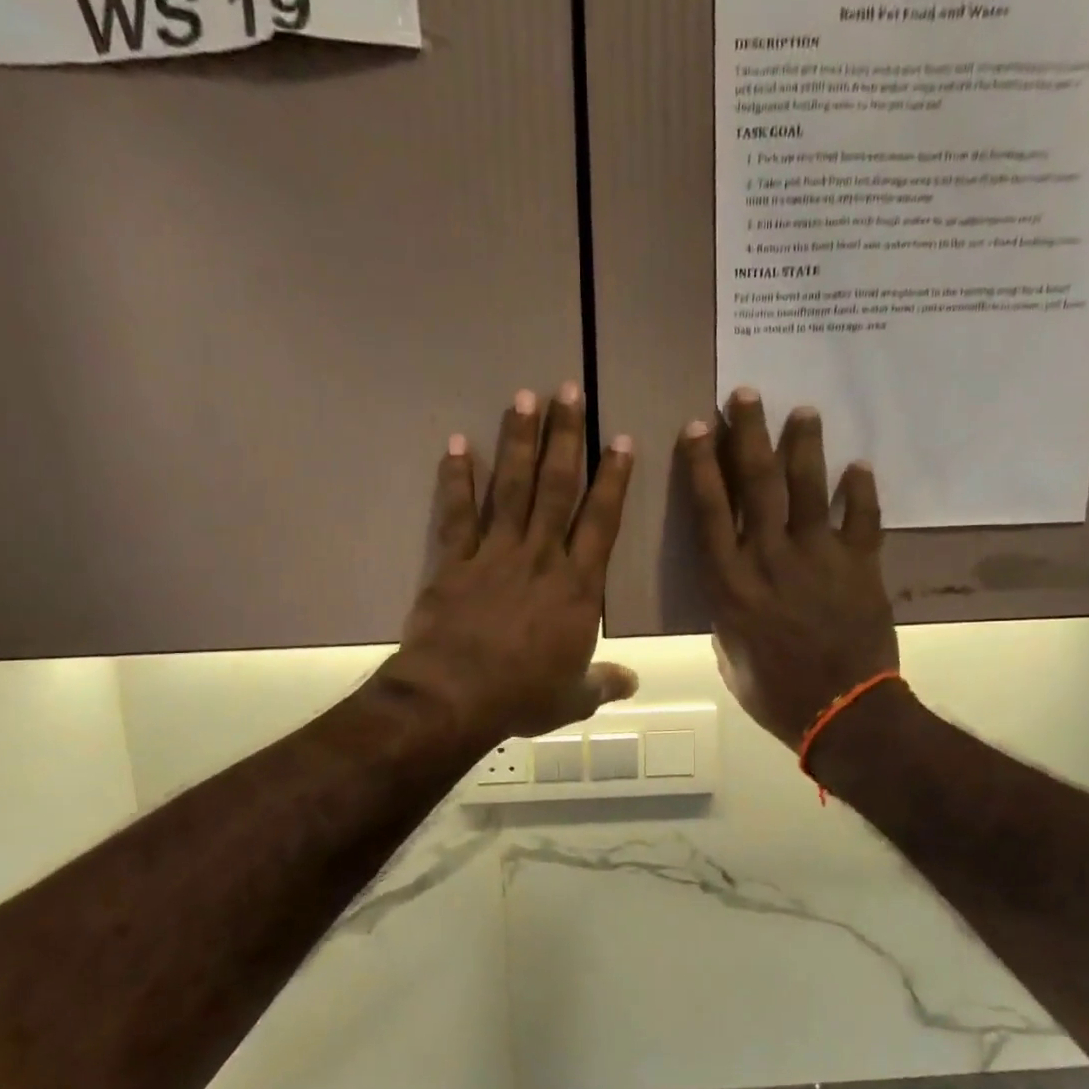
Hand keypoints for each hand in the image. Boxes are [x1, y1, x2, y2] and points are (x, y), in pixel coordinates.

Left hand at [385, 384, 637, 747]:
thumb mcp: (573, 697)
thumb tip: (633, 683)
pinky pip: (457, 513)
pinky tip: (459, 443)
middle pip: (557, 488)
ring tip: (524, 397)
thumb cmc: (523, 696)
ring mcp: (495, 554)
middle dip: (565, 437)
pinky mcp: (455, 562)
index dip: (613, 479)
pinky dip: (458, 478)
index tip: (620, 440)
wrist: (456, 696)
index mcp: (578, 588)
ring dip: (519, 442)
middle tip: (568, 391)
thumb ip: (604, 683)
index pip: (602, 521)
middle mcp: (541, 557)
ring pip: (512, 488)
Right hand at [678, 388, 898, 750]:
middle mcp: (769, 558)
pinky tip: (858, 465)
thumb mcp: (730, 654)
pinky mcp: (860, 566)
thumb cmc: (774, 693)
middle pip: (757, 484)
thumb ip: (728, 612)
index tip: (699, 426)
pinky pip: (862, 519)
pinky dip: (860, 491)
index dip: (703, 465)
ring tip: (803, 410)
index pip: (710, 510)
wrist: (841, 712)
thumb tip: (735, 587)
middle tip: (746, 394)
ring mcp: (818, 558)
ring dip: (803, 446)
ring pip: (807, 489)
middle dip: (749, 434)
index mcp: (730, 583)